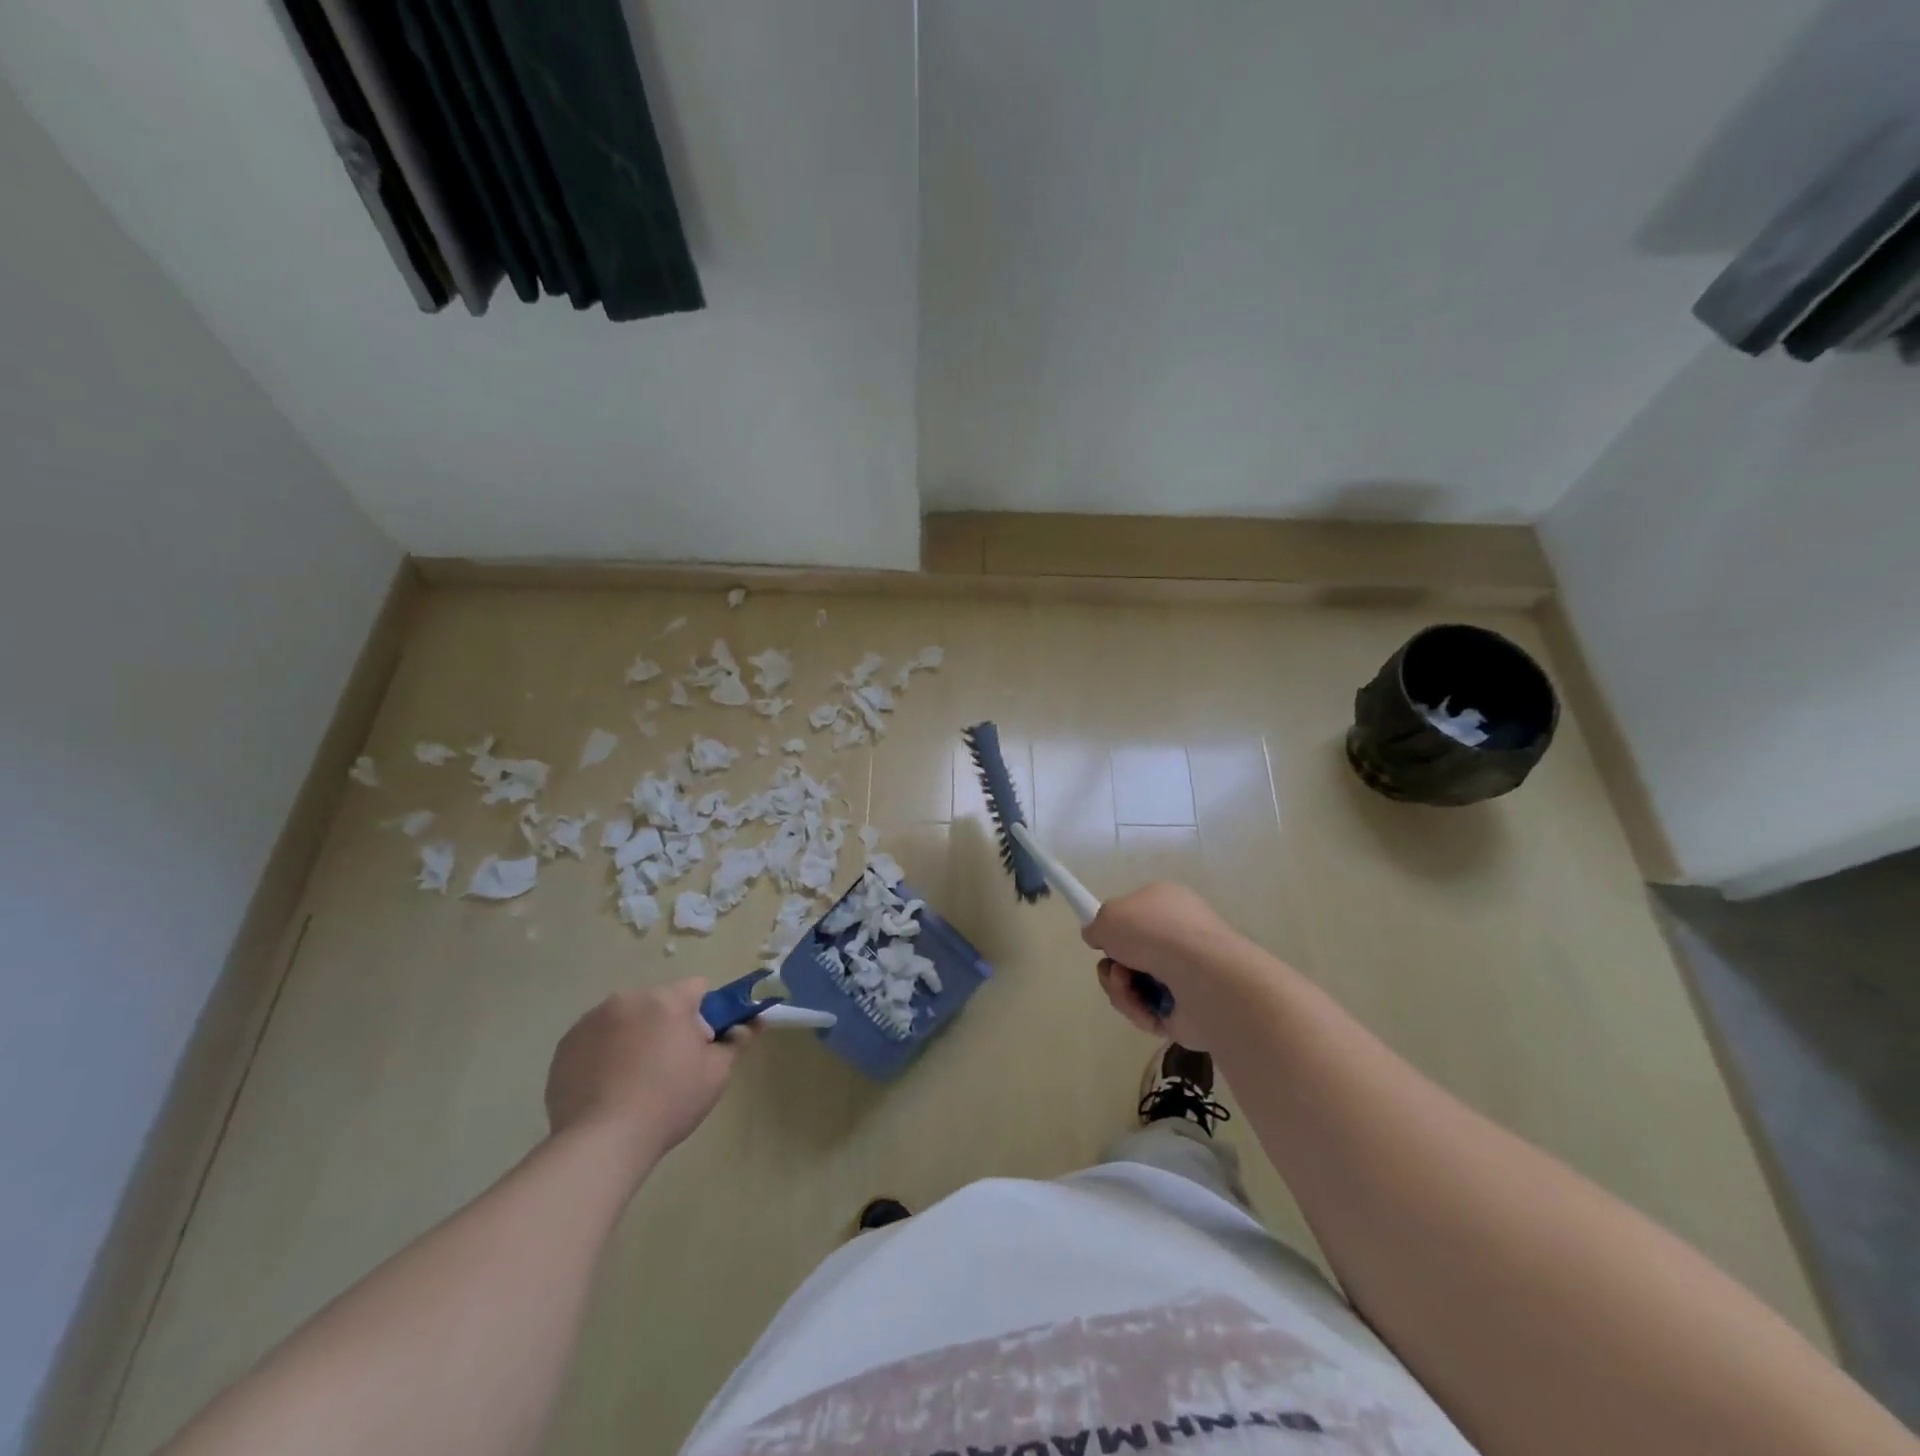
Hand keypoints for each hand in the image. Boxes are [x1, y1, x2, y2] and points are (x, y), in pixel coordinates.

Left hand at [544, 979, 752, 1161]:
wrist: (601, 1143)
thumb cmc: (669, 1102)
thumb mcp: (716, 1073)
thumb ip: (736, 1040)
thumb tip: (752, 1022)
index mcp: (667, 1000)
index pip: (697, 988)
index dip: (705, 1014)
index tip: (701, 1045)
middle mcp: (628, 999)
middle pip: (659, 1003)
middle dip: (667, 1025)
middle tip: (669, 1068)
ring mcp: (591, 1021)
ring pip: (626, 1019)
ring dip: (634, 1036)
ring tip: (633, 1082)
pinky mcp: (566, 1046)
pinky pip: (596, 1039)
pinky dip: (605, 1053)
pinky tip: (606, 1087)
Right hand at [1083, 883, 1247, 1047]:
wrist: (1201, 975)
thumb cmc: (1155, 932)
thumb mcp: (1110, 915)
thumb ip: (1097, 925)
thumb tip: (1099, 937)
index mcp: (1168, 904)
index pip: (1136, 914)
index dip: (1115, 928)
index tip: (1102, 940)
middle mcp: (1179, 936)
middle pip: (1130, 955)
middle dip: (1112, 966)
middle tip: (1114, 969)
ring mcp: (1185, 974)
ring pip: (1134, 985)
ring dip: (1120, 988)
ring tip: (1126, 986)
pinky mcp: (1186, 1009)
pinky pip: (1148, 1011)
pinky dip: (1138, 1010)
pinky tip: (1144, 1007)